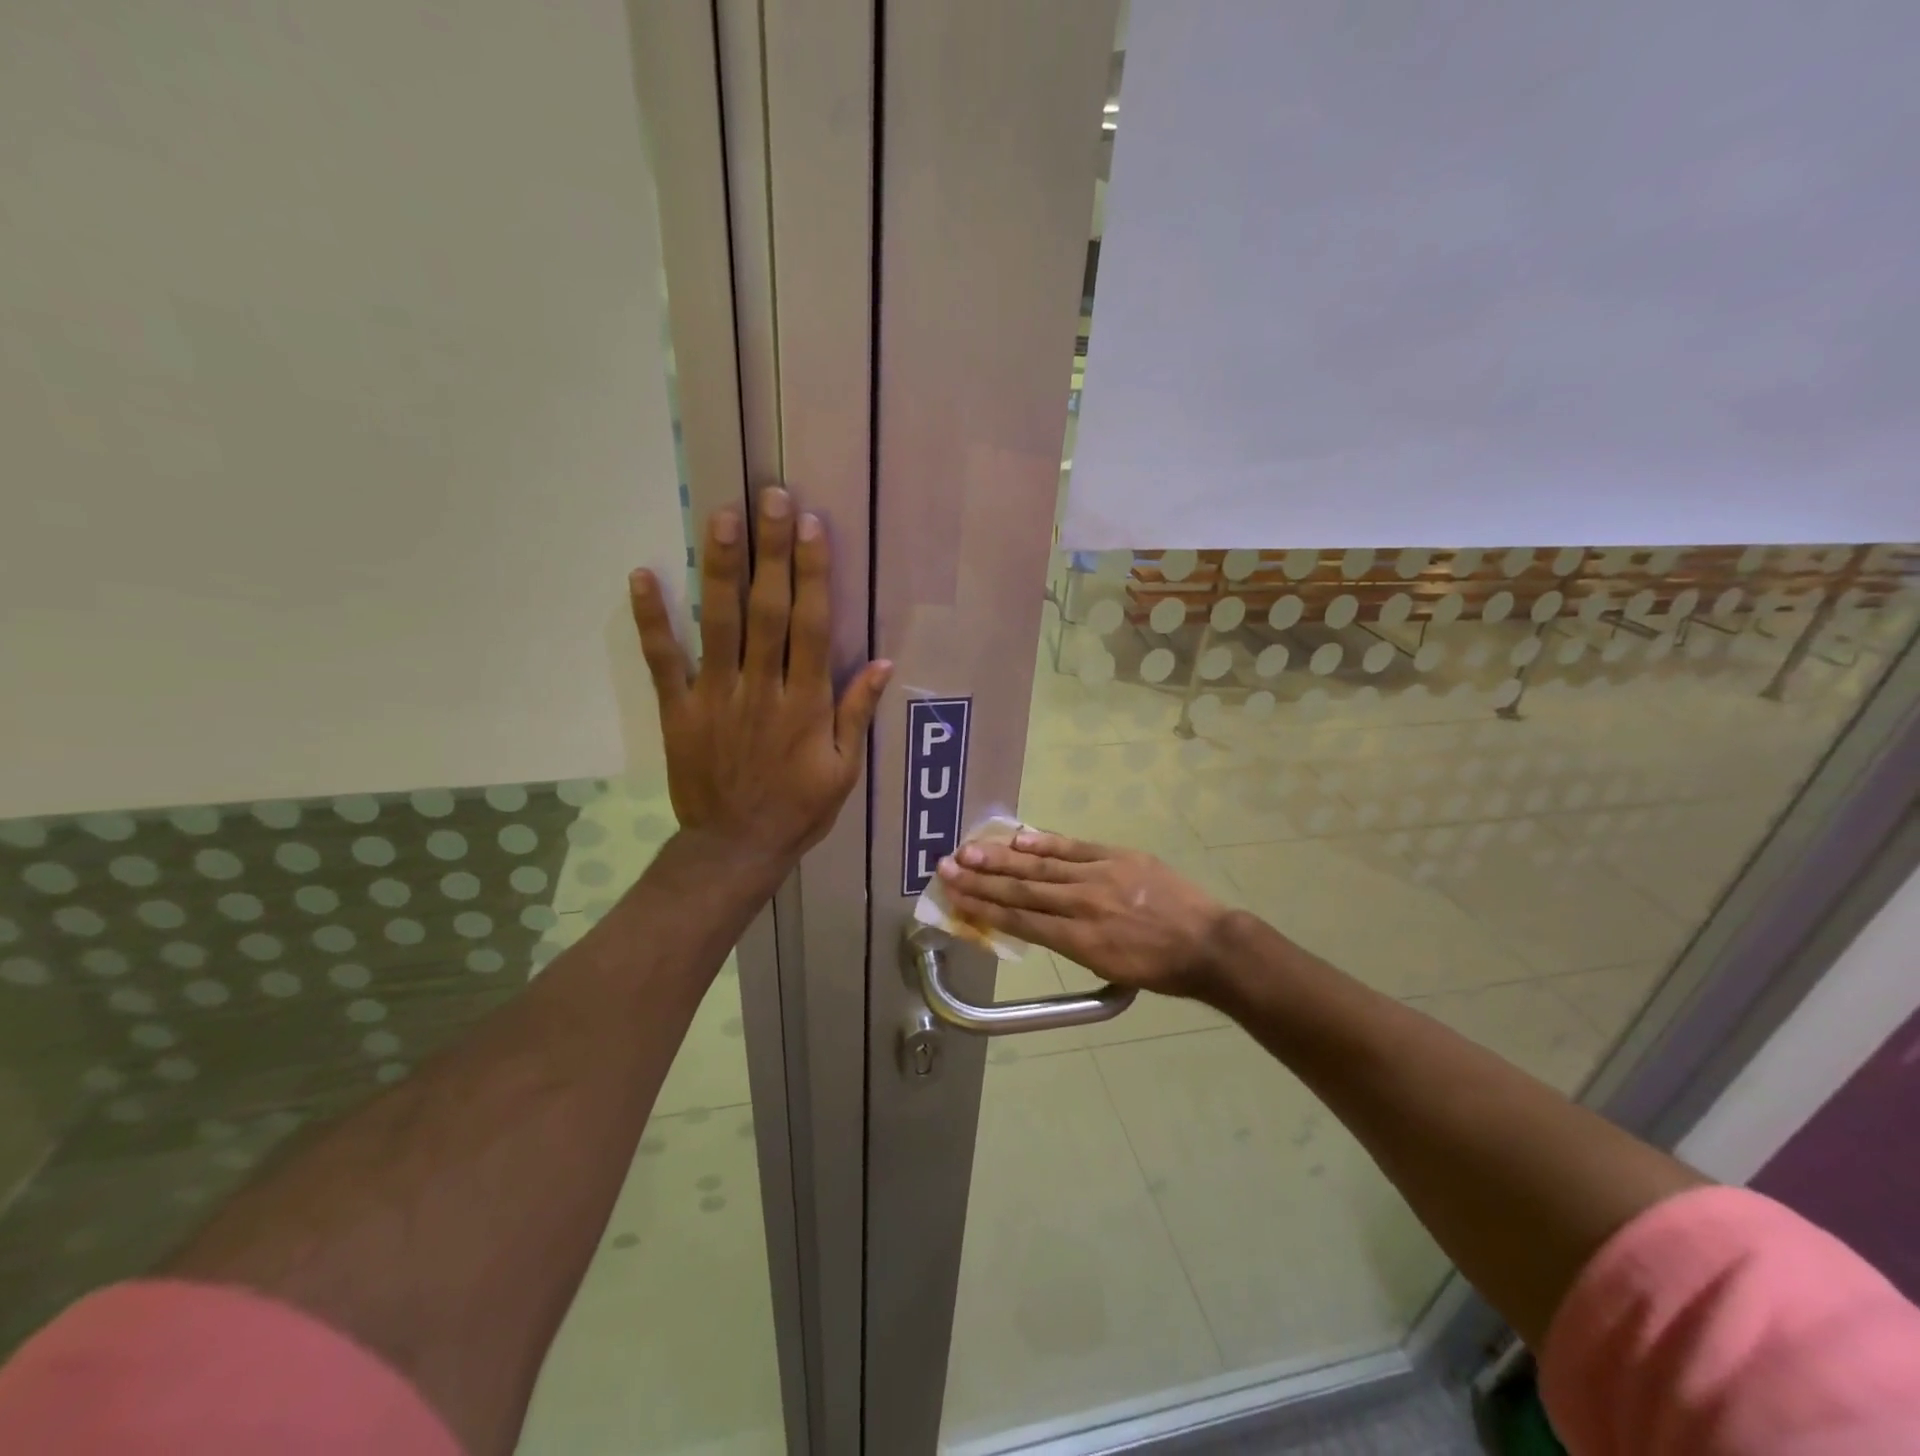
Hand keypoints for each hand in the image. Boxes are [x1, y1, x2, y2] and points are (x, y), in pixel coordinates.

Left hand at [629, 487, 891, 872]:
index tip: (811, 526)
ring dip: (719, 568)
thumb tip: (884, 662)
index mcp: (805, 705)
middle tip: (770, 496)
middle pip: (768, 611)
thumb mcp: (845, 770)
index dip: (813, 574)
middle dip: (771, 551)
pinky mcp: (678, 710)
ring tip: (721, 516)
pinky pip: (663, 660)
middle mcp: (761, 690)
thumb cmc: (798, 809)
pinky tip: (644, 575)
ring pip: (718, 624)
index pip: (813, 627)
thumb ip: (857, 713)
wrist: (735, 848)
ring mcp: (715, 697)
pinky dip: (652, 619)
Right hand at [936, 830, 1231, 998]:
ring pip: (1041, 865)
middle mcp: (1081, 905)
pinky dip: (1044, 842)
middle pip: (1021, 889)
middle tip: (946, 867)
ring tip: (969, 849)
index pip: (1020, 920)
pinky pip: (1073, 847)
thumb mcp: (1107, 968)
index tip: (954, 897)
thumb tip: (1035, 921)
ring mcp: (1099, 876)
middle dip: (980, 879)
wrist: (1208, 943)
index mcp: (1079, 940)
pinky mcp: (1117, 856)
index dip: (983, 908)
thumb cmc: (1158, 968)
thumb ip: (1068, 943)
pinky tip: (1018, 837)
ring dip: (1002, 857)